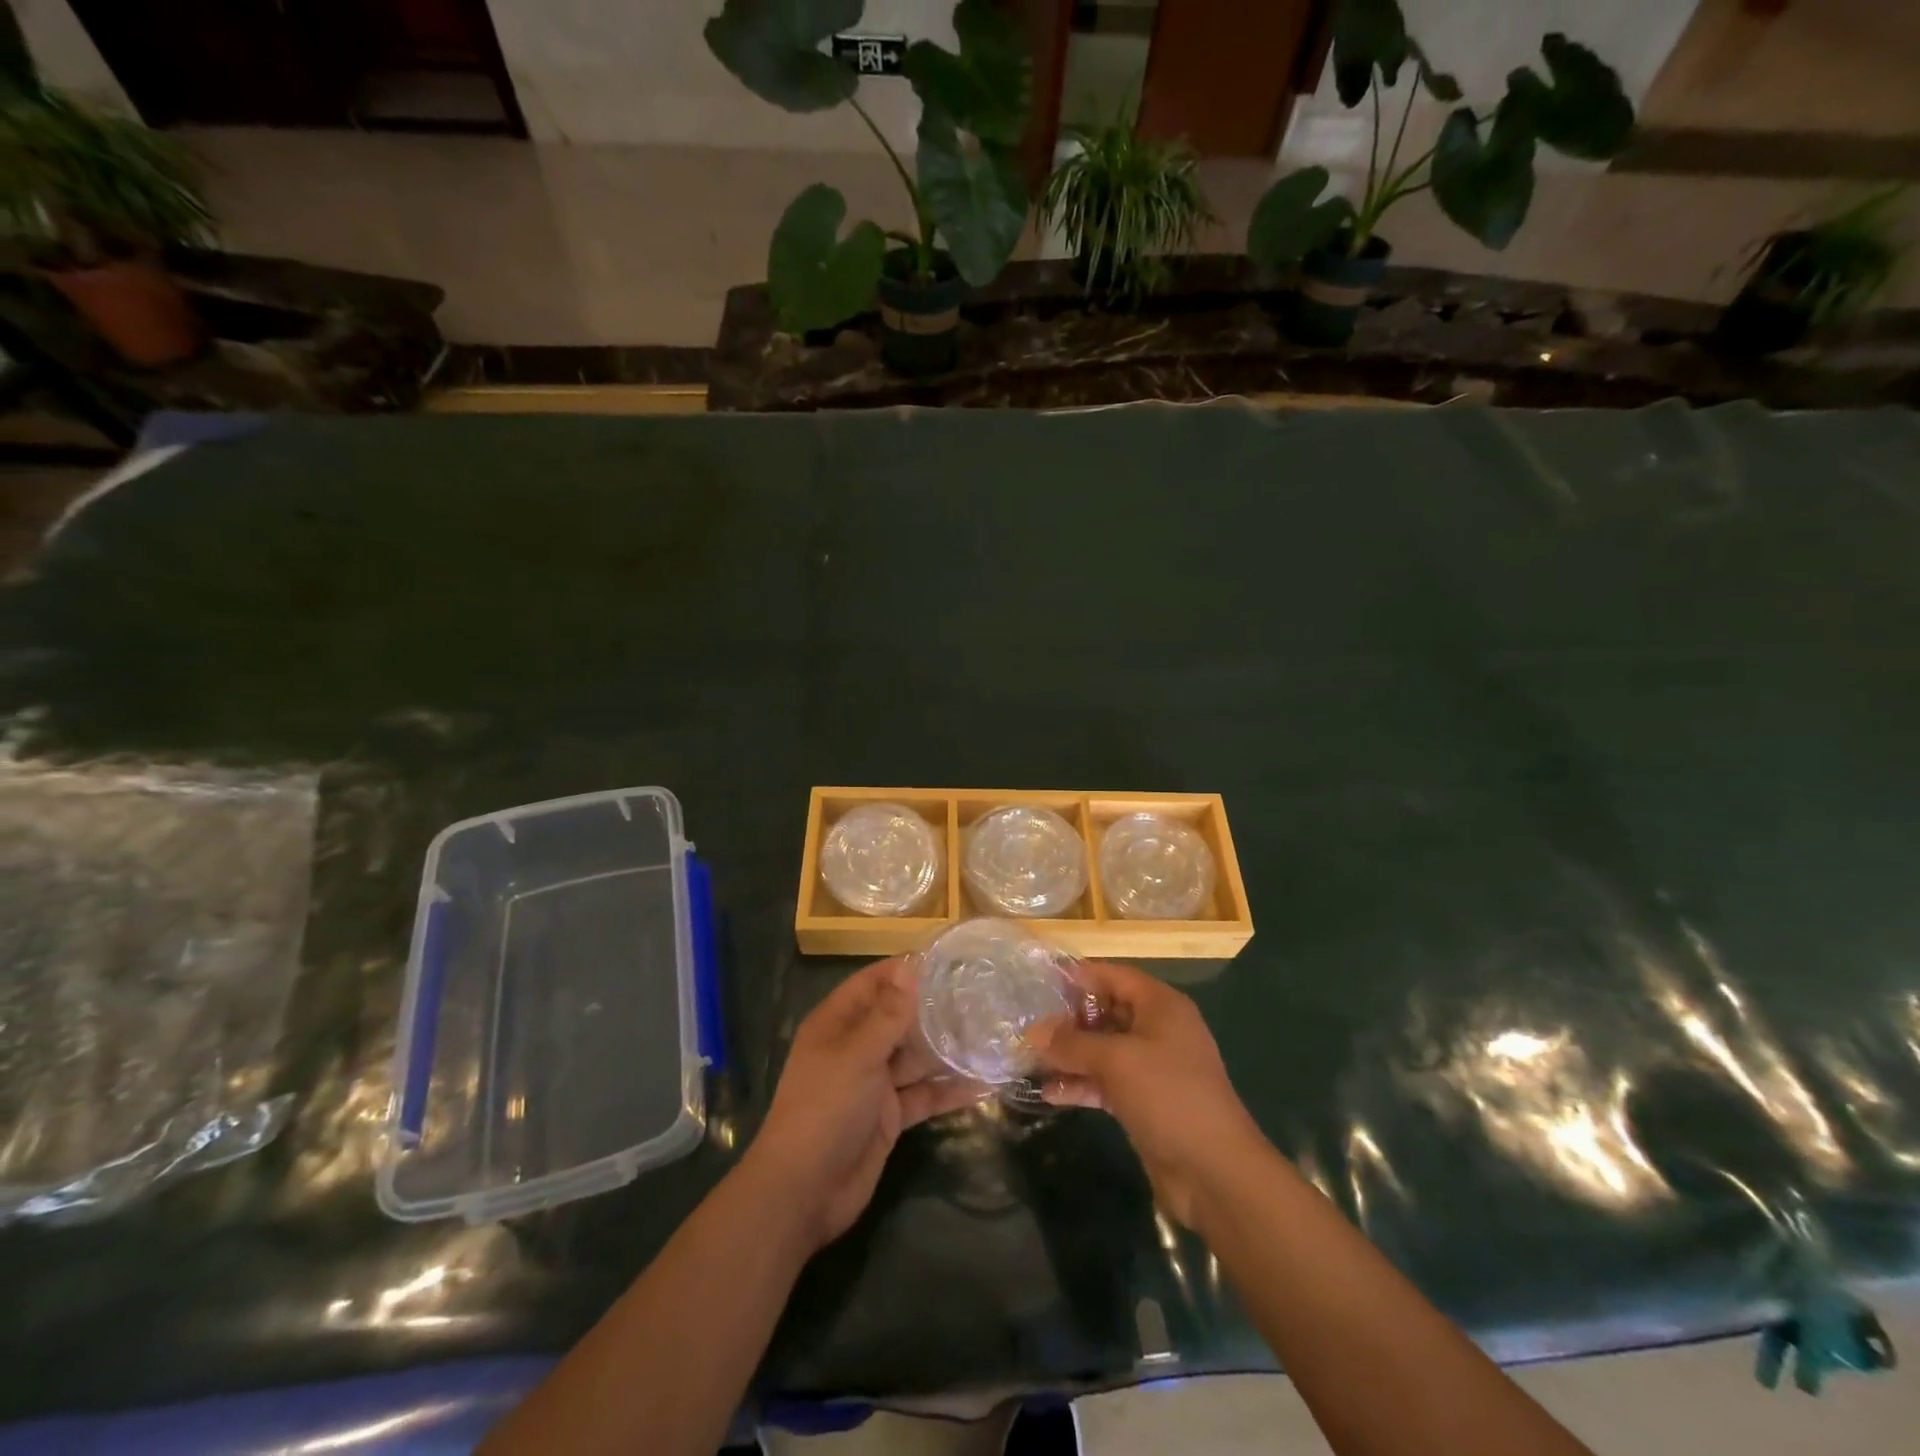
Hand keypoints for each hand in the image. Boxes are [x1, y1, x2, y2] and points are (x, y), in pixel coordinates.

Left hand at [746, 958, 983, 1251]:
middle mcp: (856, 1047)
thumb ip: (888, 1014)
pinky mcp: (889, 1116)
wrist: (804, 1192)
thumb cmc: (824, 1109)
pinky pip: (923, 1095)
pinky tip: (983, 1083)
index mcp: (838, 1023)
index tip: (948, 959)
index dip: (906, 970)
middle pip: (899, 1018)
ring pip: (915, 1057)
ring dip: (947, 1049)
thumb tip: (910, 967)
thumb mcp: (857, 1055)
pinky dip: (949, 1091)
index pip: (875, 982)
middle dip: (934, 1009)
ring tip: (990, 1033)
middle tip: (982, 995)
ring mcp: (874, 1082)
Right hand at [1032, 960, 1264, 1228]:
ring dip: (1070, 1054)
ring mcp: (1151, 1067)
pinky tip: (1049, 1092)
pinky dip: (1081, 1084)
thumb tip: (1032, 1031)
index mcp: (1160, 1006)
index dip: (1078, 976)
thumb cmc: (1168, 1096)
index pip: (1113, 975)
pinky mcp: (1144, 1100)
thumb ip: (1072, 1044)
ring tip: (1030, 1057)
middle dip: (1069, 1018)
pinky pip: (1106, 1081)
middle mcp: (1157, 1029)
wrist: (1215, 1172)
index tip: (1038, 981)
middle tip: (1028, 1023)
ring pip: (1103, 1049)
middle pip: (1106, 1011)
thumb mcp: (1117, 1061)